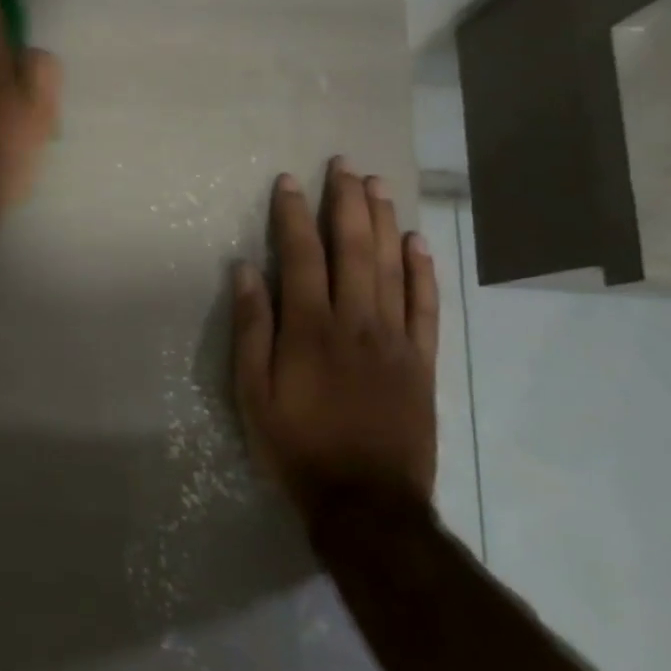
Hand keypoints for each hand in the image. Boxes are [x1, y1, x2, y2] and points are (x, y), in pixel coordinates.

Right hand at [231, 159, 438, 512]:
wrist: (367, 505)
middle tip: (344, 165)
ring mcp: (395, 340)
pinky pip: (426, 307)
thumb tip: (244, 272)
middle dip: (346, 203)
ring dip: (383, 222)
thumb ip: (251, 329)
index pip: (301, 256)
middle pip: (353, 249)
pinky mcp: (422, 362)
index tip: (289, 181)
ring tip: (377, 185)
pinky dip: (423, 271)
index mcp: (309, 329)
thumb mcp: (252, 394)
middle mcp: (356, 322)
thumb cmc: (297, 447)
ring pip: (391, 267)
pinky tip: (417, 243)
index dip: (293, 215)